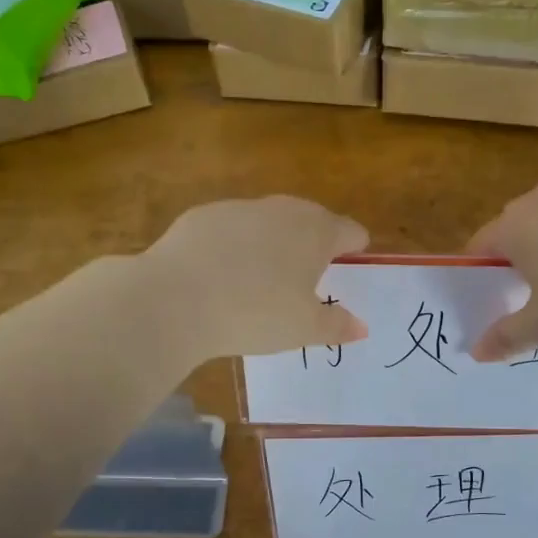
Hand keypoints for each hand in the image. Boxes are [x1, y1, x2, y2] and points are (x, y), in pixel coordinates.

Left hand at [142, 196, 369, 359]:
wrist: (176, 299)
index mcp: (316, 232)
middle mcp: (283, 210)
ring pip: (268, 221)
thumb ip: (336, 326)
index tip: (350, 266)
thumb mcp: (303, 329)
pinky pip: (229, 229)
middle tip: (308, 276)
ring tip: (261, 279)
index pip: (350, 231)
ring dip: (272, 242)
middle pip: (311, 219)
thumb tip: (361, 327)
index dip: (354, 249)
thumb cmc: (256, 314)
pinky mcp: (202, 216)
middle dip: (314, 242)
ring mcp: (240, 208)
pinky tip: (220, 275)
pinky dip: (233, 246)